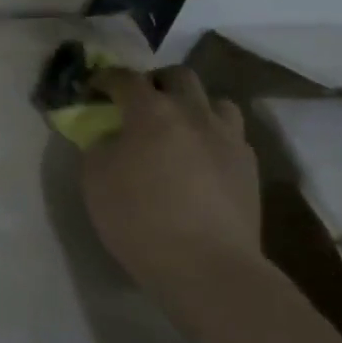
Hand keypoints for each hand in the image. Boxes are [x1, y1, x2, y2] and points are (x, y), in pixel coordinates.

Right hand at [81, 66, 261, 291]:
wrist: (206, 265)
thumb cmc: (139, 219)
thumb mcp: (95, 180)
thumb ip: (98, 145)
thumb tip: (109, 135)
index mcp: (152, 112)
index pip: (125, 78)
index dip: (105, 79)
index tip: (93, 89)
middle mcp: (194, 113)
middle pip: (177, 77)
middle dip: (154, 83)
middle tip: (137, 104)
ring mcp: (228, 137)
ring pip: (213, 101)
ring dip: (191, 105)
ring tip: (176, 129)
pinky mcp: (248, 164)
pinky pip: (229, 133)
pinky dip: (210, 135)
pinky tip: (199, 160)